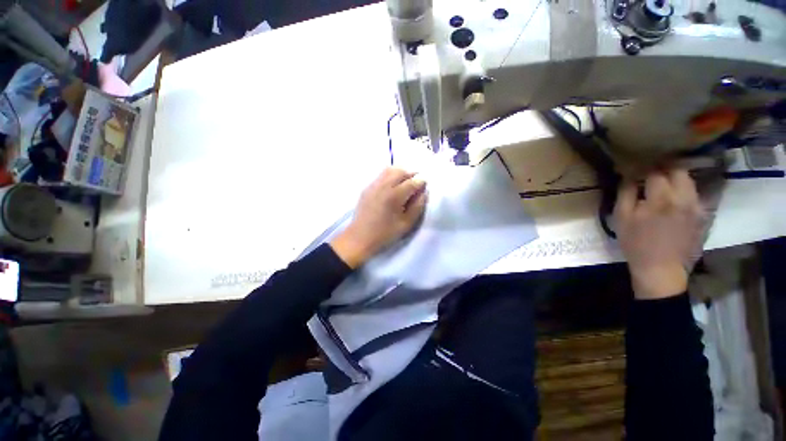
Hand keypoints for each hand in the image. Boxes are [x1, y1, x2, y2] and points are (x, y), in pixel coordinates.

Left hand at [330, 168, 426, 267]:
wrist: (359, 238)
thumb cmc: (385, 234)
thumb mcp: (406, 224)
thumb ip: (418, 206)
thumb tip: (423, 192)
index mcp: (394, 196)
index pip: (412, 182)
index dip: (421, 182)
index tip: (425, 186)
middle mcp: (383, 186)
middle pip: (400, 171)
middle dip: (411, 175)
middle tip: (416, 184)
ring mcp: (373, 185)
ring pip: (390, 170)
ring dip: (400, 173)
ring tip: (405, 183)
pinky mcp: (367, 188)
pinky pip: (381, 175)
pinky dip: (390, 176)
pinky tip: (392, 187)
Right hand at [614, 169, 702, 299]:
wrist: (661, 269)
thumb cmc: (636, 243)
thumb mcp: (622, 218)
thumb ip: (626, 193)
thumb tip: (629, 176)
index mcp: (662, 198)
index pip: (655, 171)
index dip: (644, 168)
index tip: (635, 170)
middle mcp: (684, 198)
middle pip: (678, 171)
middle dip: (664, 168)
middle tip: (651, 173)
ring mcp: (697, 207)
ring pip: (689, 182)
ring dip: (676, 179)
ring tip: (663, 186)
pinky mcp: (703, 216)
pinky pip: (695, 196)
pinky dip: (684, 192)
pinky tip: (674, 200)